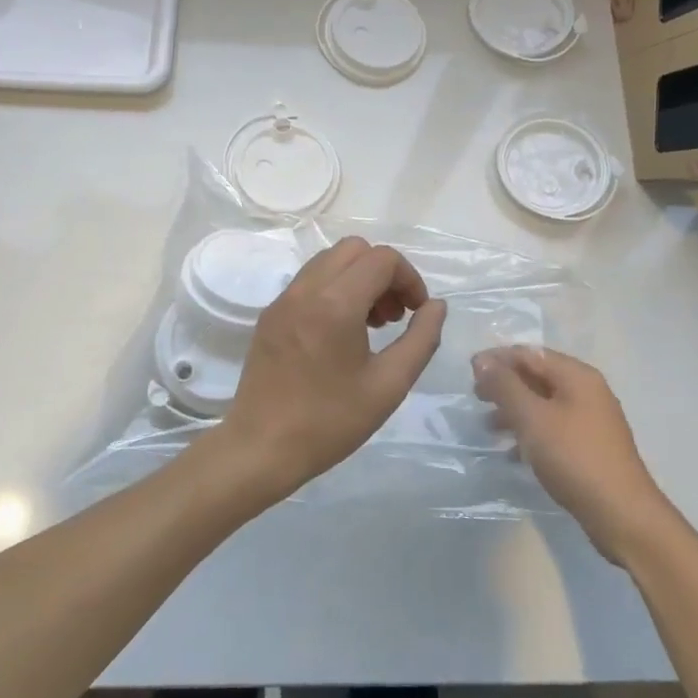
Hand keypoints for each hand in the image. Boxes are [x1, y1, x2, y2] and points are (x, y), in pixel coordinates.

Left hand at [214, 237, 446, 504]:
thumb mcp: (389, 385)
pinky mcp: (270, 314)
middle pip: (355, 249)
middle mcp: (306, 289)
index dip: (409, 279)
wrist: (261, 448)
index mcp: (336, 303)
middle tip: (393, 316)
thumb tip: (436, 305)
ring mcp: (283, 299)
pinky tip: (340, 333)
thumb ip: (421, 339)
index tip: (416, 313)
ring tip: (370, 324)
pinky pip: (309, 281)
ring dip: (358, 278)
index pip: (382, 259)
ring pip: (329, 260)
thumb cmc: (330, 421)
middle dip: (383, 273)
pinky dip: (334, 289)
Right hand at [472, 346, 664, 562]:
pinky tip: (513, 454)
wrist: (621, 514)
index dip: (497, 358)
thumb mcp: (532, 418)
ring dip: (514, 410)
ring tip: (488, 427)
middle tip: (476, 398)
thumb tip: (482, 360)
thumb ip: (505, 386)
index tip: (469, 372)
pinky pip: (553, 428)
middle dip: (504, 384)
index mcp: (577, 376)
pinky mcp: (589, 446)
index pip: (529, 353)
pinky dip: (530, 433)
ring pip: (543, 404)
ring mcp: (591, 420)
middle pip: (537, 376)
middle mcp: (587, 391)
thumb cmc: (573, 457)